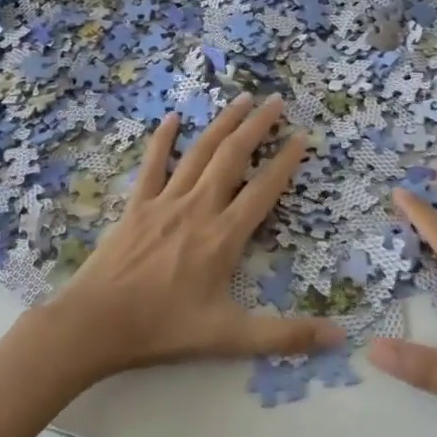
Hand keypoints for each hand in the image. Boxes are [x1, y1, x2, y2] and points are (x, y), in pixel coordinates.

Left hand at [53, 93, 344, 377]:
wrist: (97, 323)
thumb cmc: (164, 328)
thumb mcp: (229, 337)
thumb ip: (285, 336)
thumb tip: (339, 337)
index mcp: (223, 236)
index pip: (263, 189)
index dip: (286, 162)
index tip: (303, 137)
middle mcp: (198, 207)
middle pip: (233, 156)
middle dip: (257, 126)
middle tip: (276, 100)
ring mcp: (165, 201)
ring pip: (199, 151)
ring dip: (222, 123)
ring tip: (241, 99)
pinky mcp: (137, 204)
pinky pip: (153, 163)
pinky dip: (163, 138)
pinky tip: (173, 117)